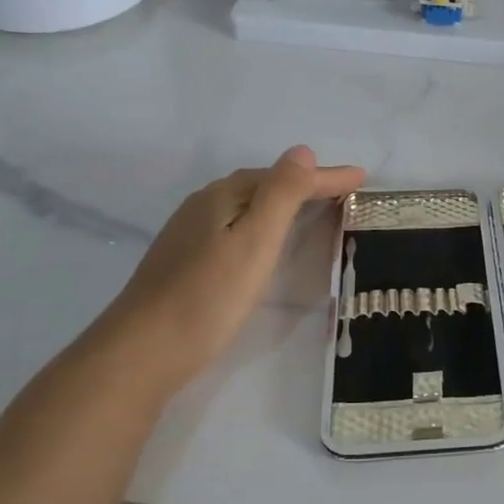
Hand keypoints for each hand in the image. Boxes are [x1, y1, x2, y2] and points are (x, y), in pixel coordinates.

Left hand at [102, 146, 365, 371]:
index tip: (362, 178)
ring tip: (311, 208)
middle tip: (342, 190)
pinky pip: (234, 226)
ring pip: (245, 205)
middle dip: (303, 184)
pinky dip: (261, 223)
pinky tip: (263, 241)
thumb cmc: (209, 295)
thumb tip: (303, 151)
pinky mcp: (183, 261)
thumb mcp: (256, 240)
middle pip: (262, 185)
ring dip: (281, 202)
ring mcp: (189, 234)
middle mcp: (203, 205)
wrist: (142, 352)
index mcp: (223, 195)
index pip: (284, 177)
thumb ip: (282, 193)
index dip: (325, 177)